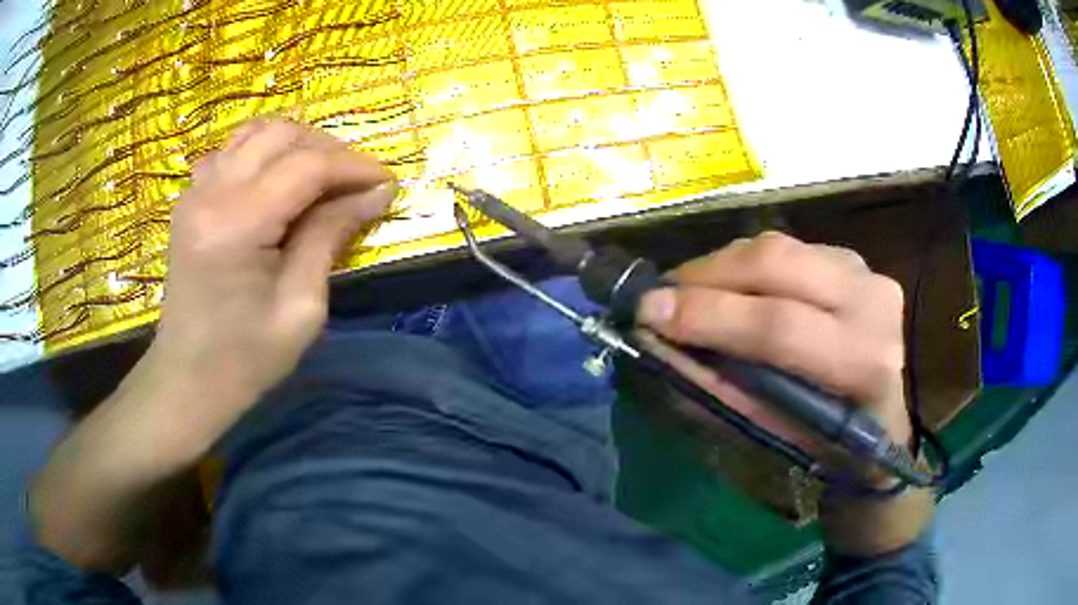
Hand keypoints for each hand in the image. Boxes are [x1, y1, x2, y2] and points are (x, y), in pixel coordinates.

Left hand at [155, 118, 396, 402]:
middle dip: (328, 150)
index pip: (307, 166)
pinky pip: (232, 151)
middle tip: (355, 184)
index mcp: (236, 225)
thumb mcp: (301, 307)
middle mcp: (211, 193)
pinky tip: (276, 182)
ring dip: (297, 145)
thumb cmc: (245, 359)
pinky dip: (263, 154)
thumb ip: (331, 236)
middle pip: (282, 134)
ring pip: (256, 132)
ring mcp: (195, 191)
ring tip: (321, 178)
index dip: (354, 167)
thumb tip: (376, 192)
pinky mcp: (190, 199)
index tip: (388, 183)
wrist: (188, 379)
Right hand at [637, 231, 910, 454]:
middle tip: (662, 297)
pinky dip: (747, 263)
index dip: (709, 315)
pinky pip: (787, 246)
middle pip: (777, 263)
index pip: (779, 325)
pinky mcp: (852, 258)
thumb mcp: (774, 432)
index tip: (649, 313)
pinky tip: (731, 287)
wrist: (883, 418)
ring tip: (689, 292)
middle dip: (706, 275)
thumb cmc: (830, 442)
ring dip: (722, 266)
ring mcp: (866, 270)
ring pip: (777, 246)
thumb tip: (659, 347)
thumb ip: (720, 387)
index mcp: (863, 361)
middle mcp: (872, 300)